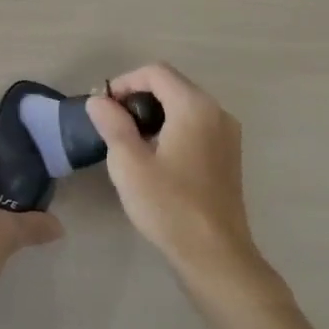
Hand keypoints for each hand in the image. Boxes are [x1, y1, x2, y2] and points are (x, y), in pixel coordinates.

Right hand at [87, 64, 259, 284]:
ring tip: (129, 140)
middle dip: (138, 96)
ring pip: (184, 106)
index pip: (156, 72)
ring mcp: (227, 134)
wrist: (216, 255)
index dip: (125, 82)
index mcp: (194, 106)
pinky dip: (173, 128)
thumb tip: (99, 100)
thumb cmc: (169, 206)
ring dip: (155, 113)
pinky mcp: (229, 155)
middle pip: (172, 85)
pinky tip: (156, 156)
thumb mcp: (129, 163)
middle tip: (112, 122)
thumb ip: (113, 124)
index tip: (104, 107)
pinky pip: (197, 125)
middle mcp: (217, 111)